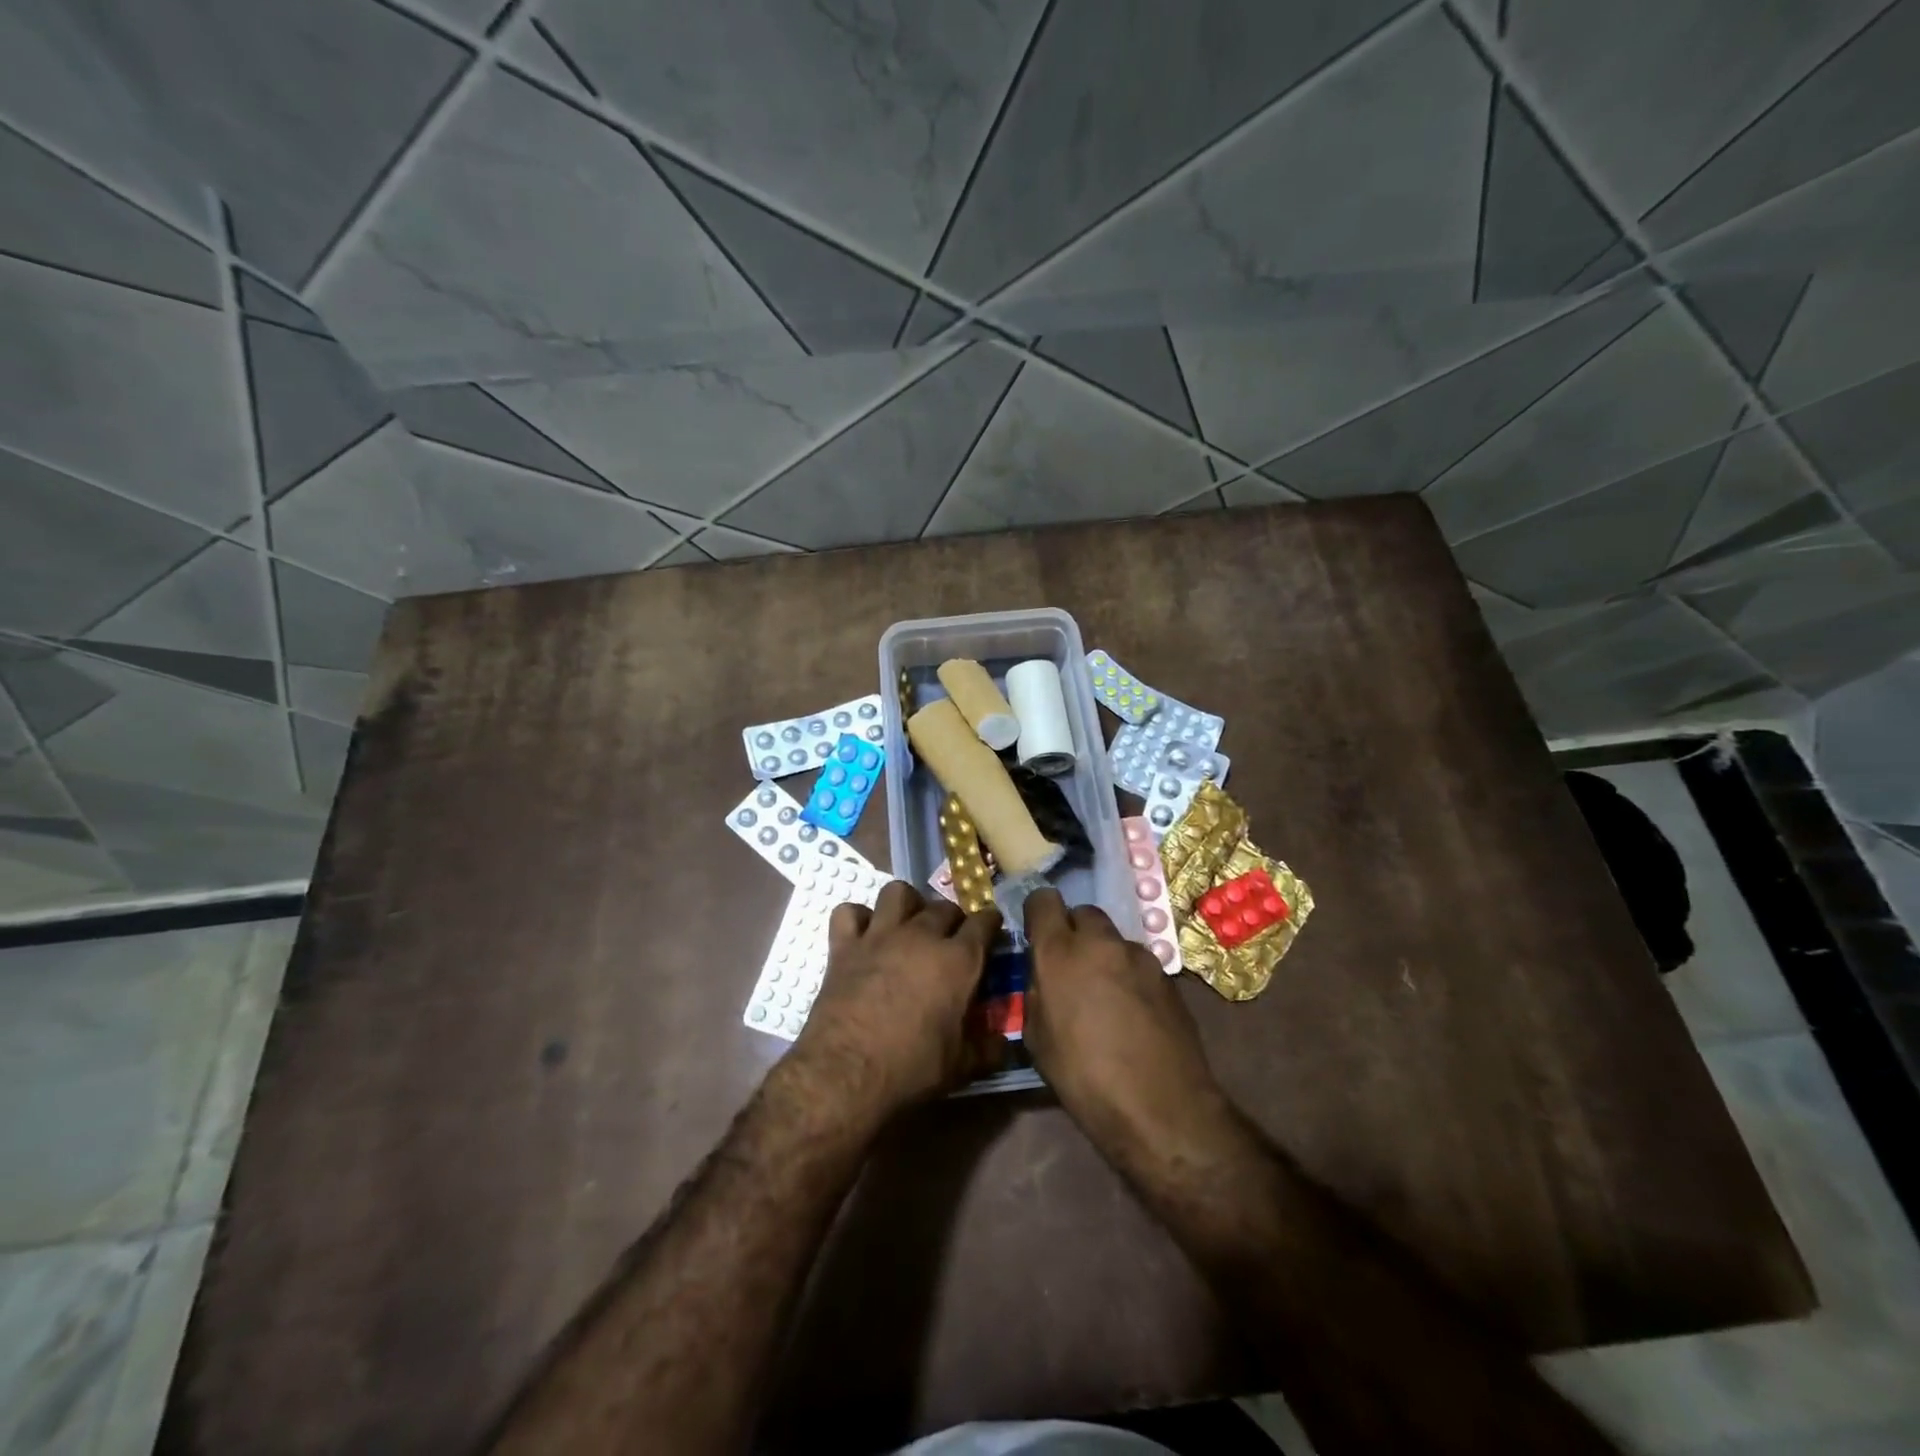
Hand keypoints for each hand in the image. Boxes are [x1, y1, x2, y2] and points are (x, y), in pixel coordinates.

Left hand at [790, 881, 1002, 1119]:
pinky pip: (849, 912)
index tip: (991, 931)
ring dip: (907, 904)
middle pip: (944, 906)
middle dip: (953, 917)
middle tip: (951, 939)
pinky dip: (857, 919)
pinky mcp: (845, 945)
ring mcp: (880, 935)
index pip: (984, 922)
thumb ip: (987, 1048)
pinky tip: (863, 935)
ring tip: (908, 925)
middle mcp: (922, 935)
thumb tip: (1002, 1043)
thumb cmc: (912, 1069)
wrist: (846, 1073)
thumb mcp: (961, 1066)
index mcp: (958, 960)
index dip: (990, 924)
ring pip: (898, 893)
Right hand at [1023, 889, 1222, 1151]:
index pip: (1043, 901)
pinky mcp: (1168, 976)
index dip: (1038, 914)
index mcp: (1060, 952)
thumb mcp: (1038, 1040)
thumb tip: (1044, 977)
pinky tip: (1132, 1013)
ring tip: (1104, 997)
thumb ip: (1037, 993)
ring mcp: (1140, 956)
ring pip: (1113, 939)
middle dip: (1074, 932)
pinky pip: (1138, 963)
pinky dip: (1129, 976)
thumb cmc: (1084, 1078)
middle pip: (1083, 914)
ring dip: (1103, 955)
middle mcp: (1101, 942)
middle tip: (1071, 968)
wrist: (1161, 1108)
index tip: (1037, 935)